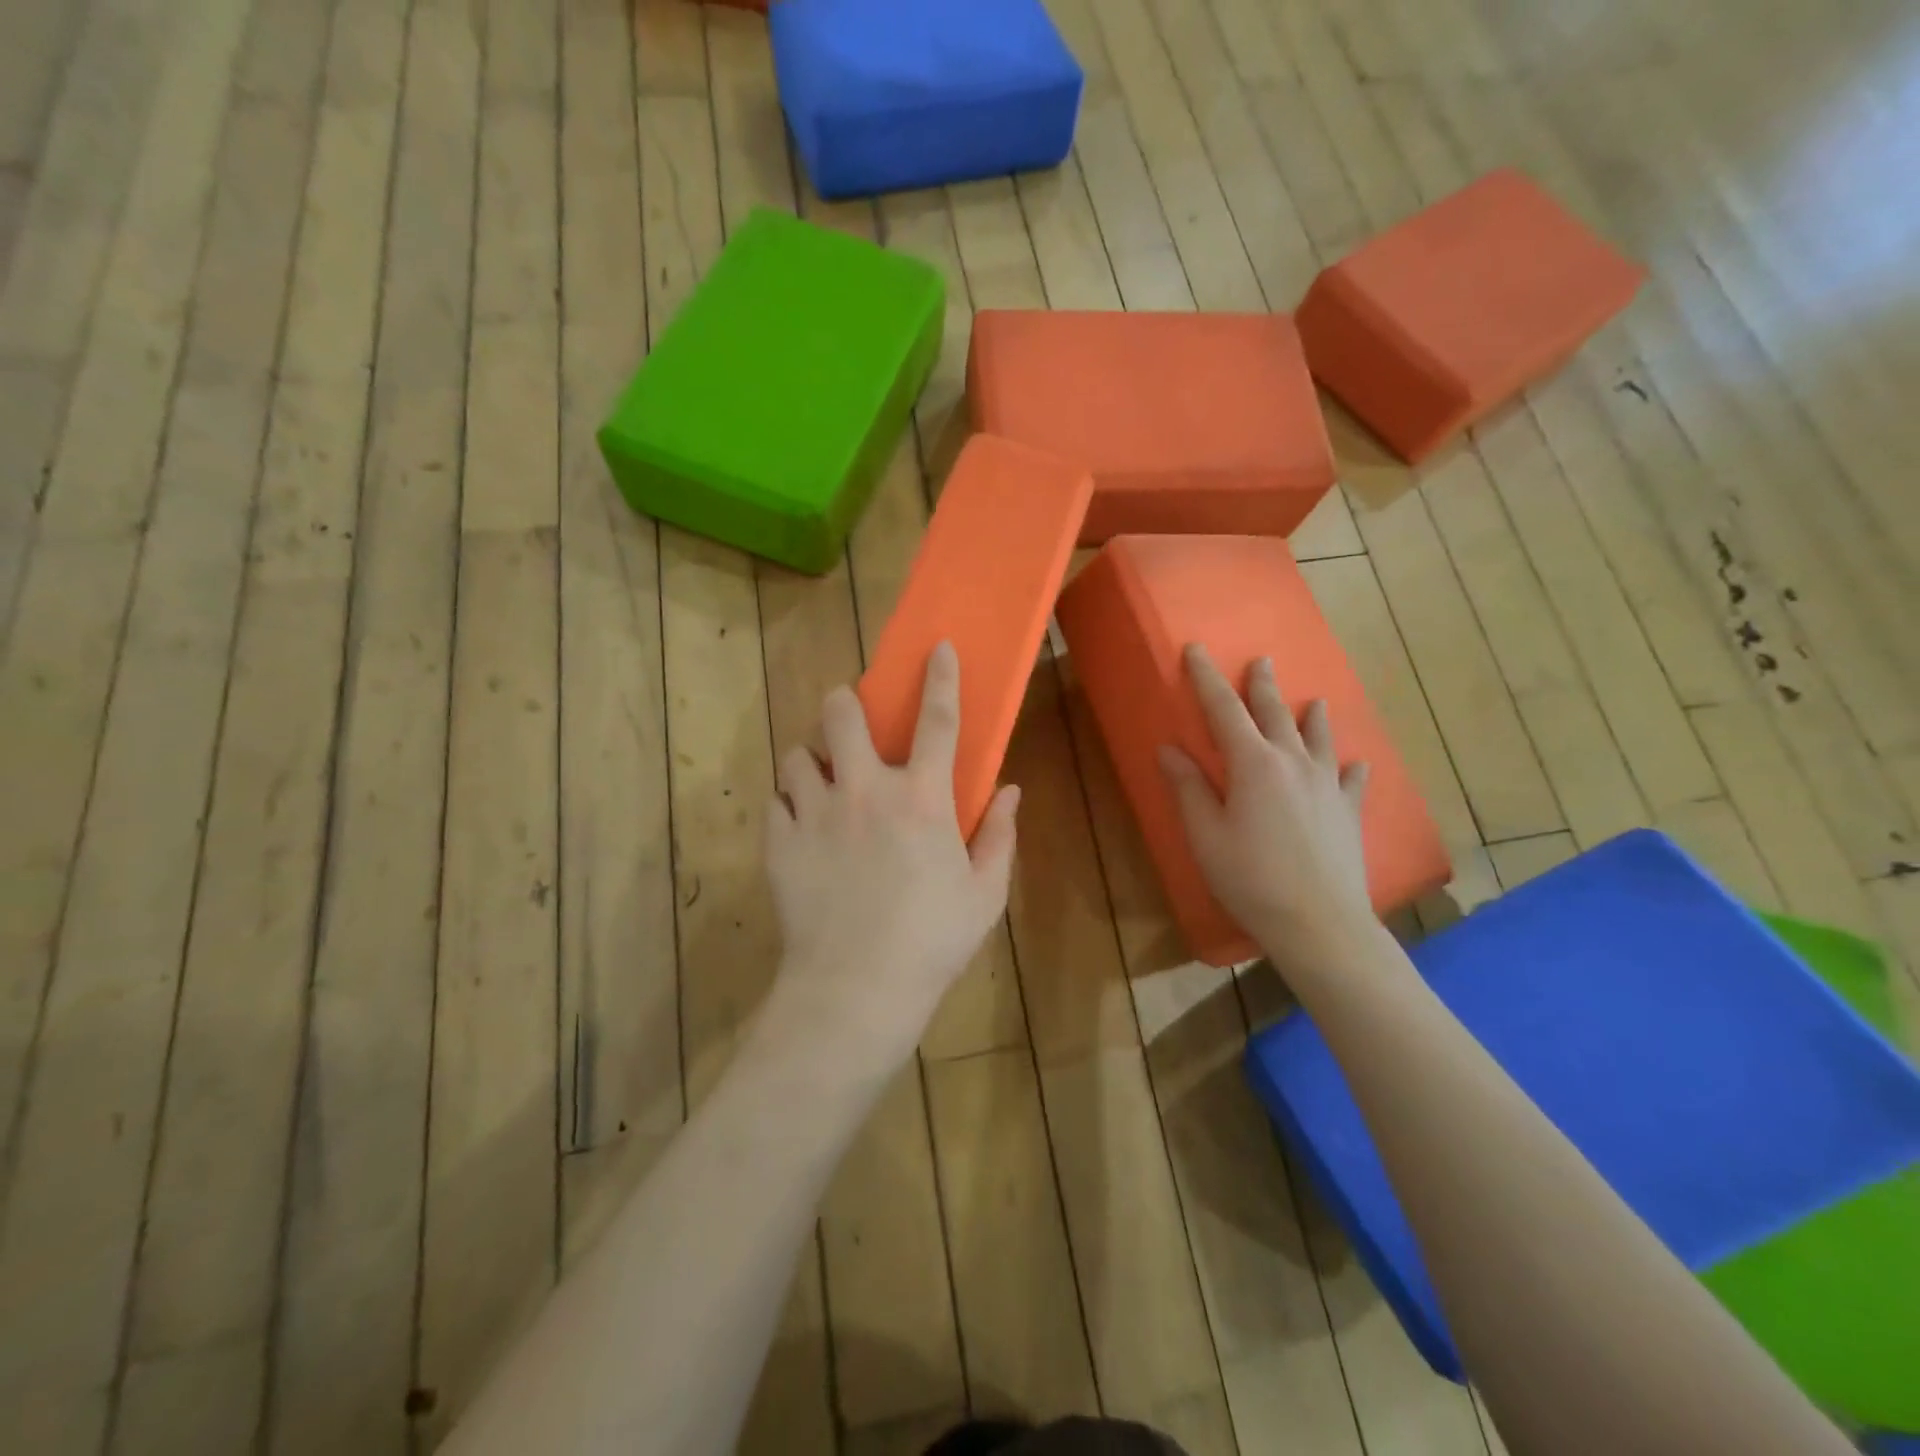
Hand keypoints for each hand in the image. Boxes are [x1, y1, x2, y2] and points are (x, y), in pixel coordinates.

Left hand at [763, 642, 1019, 1077]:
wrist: (855, 989)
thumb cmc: (931, 941)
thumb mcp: (984, 894)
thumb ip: (999, 836)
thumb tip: (1010, 791)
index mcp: (921, 799)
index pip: (937, 722)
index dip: (940, 679)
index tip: (936, 647)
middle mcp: (865, 791)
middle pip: (841, 714)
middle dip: (843, 702)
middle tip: (849, 717)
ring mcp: (815, 813)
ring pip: (798, 754)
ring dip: (813, 759)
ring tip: (822, 782)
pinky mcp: (779, 841)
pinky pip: (775, 800)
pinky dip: (788, 802)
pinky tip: (801, 824)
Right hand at [1158, 645, 1375, 971]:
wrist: (1319, 923)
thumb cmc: (1250, 878)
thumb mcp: (1205, 835)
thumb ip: (1189, 788)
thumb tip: (1169, 749)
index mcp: (1253, 764)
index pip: (1224, 709)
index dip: (1207, 677)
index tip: (1196, 649)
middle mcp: (1293, 763)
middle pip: (1275, 713)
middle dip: (1262, 685)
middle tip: (1261, 660)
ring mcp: (1327, 786)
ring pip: (1319, 739)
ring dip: (1312, 717)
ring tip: (1314, 700)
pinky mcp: (1348, 812)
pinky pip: (1352, 780)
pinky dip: (1351, 767)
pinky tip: (1357, 764)